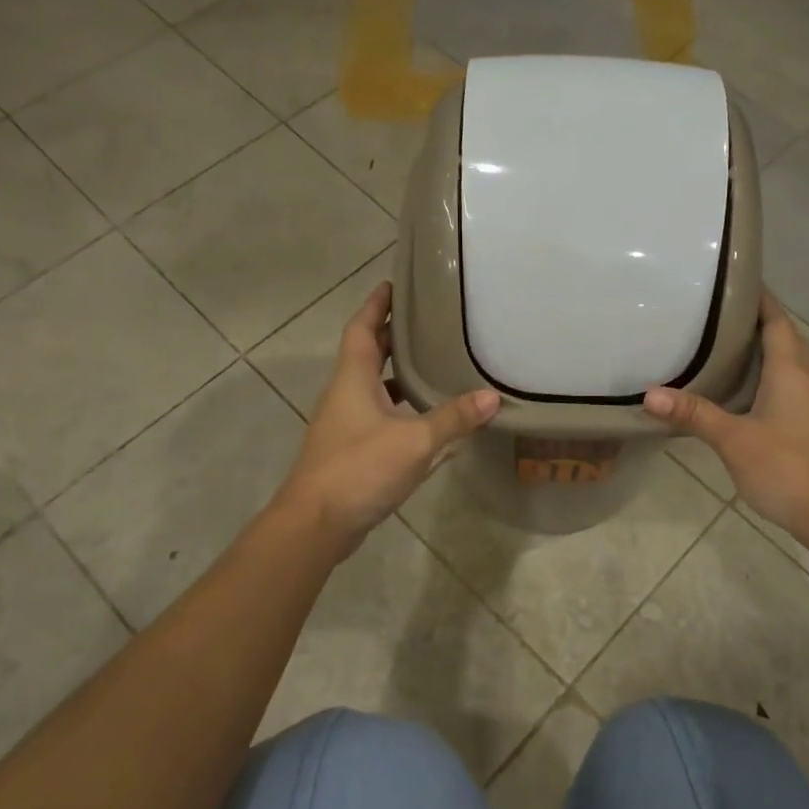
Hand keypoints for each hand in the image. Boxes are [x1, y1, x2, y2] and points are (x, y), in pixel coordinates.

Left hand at [275, 282, 499, 552]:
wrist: (315, 524)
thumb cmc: (360, 469)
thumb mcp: (415, 441)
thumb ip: (453, 418)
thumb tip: (492, 398)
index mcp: (352, 378)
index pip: (362, 328)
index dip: (376, 304)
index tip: (393, 284)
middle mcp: (344, 394)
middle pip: (367, 353)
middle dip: (392, 335)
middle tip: (427, 321)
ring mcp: (344, 423)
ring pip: (372, 385)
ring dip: (396, 372)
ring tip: (432, 363)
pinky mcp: (349, 449)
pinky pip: (376, 413)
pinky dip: (398, 406)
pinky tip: (424, 417)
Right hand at [644, 291, 808, 549]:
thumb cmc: (788, 467)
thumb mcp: (734, 439)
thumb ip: (694, 414)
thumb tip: (649, 394)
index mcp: (790, 369)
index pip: (776, 318)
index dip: (756, 296)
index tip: (726, 280)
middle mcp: (804, 377)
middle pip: (782, 335)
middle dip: (752, 319)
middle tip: (712, 311)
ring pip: (785, 361)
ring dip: (758, 348)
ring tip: (718, 342)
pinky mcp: (808, 423)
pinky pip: (784, 384)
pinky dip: (762, 375)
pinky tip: (737, 388)